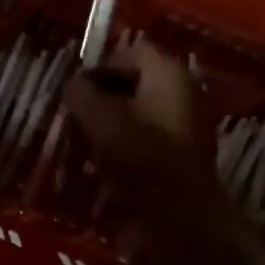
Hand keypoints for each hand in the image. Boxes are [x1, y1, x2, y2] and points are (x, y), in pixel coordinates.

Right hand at [66, 40, 216, 190]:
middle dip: (104, 96)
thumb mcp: (98, 118)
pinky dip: (129, 142)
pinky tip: (110, 162)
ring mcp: (190, 121)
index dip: (100, 67)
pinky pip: (151, 134)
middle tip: (79, 117)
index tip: (78, 92)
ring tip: (90, 142)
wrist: (181, 214)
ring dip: (113, 121)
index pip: (129, 51)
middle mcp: (185, 89)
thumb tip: (75, 84)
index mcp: (168, 72)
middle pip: (136, 81)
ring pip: (141, 109)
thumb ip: (81, 93)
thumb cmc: (140, 156)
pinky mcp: (186, 150)